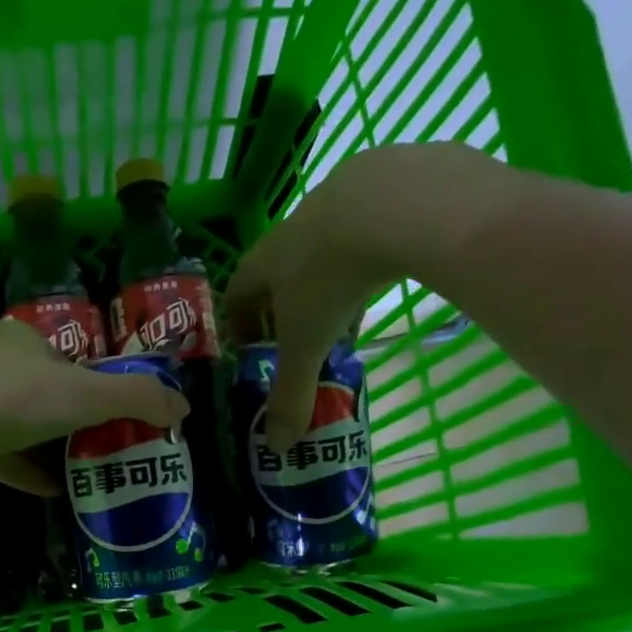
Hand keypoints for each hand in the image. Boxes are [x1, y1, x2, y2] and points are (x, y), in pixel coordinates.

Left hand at [0, 318, 187, 493]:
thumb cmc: (14, 399)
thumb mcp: (88, 394)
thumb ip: (139, 398)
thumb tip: (184, 408)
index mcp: (22, 339)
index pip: (69, 361)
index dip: (96, 387)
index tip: (116, 418)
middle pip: (44, 393)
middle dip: (73, 421)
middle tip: (104, 450)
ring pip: (18, 425)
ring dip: (49, 448)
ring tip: (82, 474)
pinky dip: (24, 470)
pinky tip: (49, 492)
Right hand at [222, 142, 510, 449]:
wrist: (395, 203)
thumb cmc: (331, 278)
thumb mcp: (308, 344)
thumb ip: (292, 395)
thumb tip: (277, 448)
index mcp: (265, 262)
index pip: (237, 293)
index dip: (239, 322)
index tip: (252, 348)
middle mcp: (293, 228)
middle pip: (278, 271)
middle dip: (287, 307)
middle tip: (305, 340)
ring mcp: (338, 200)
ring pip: (323, 248)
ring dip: (329, 282)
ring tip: (349, 314)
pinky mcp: (383, 183)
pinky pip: (367, 225)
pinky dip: (370, 253)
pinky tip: (389, 270)